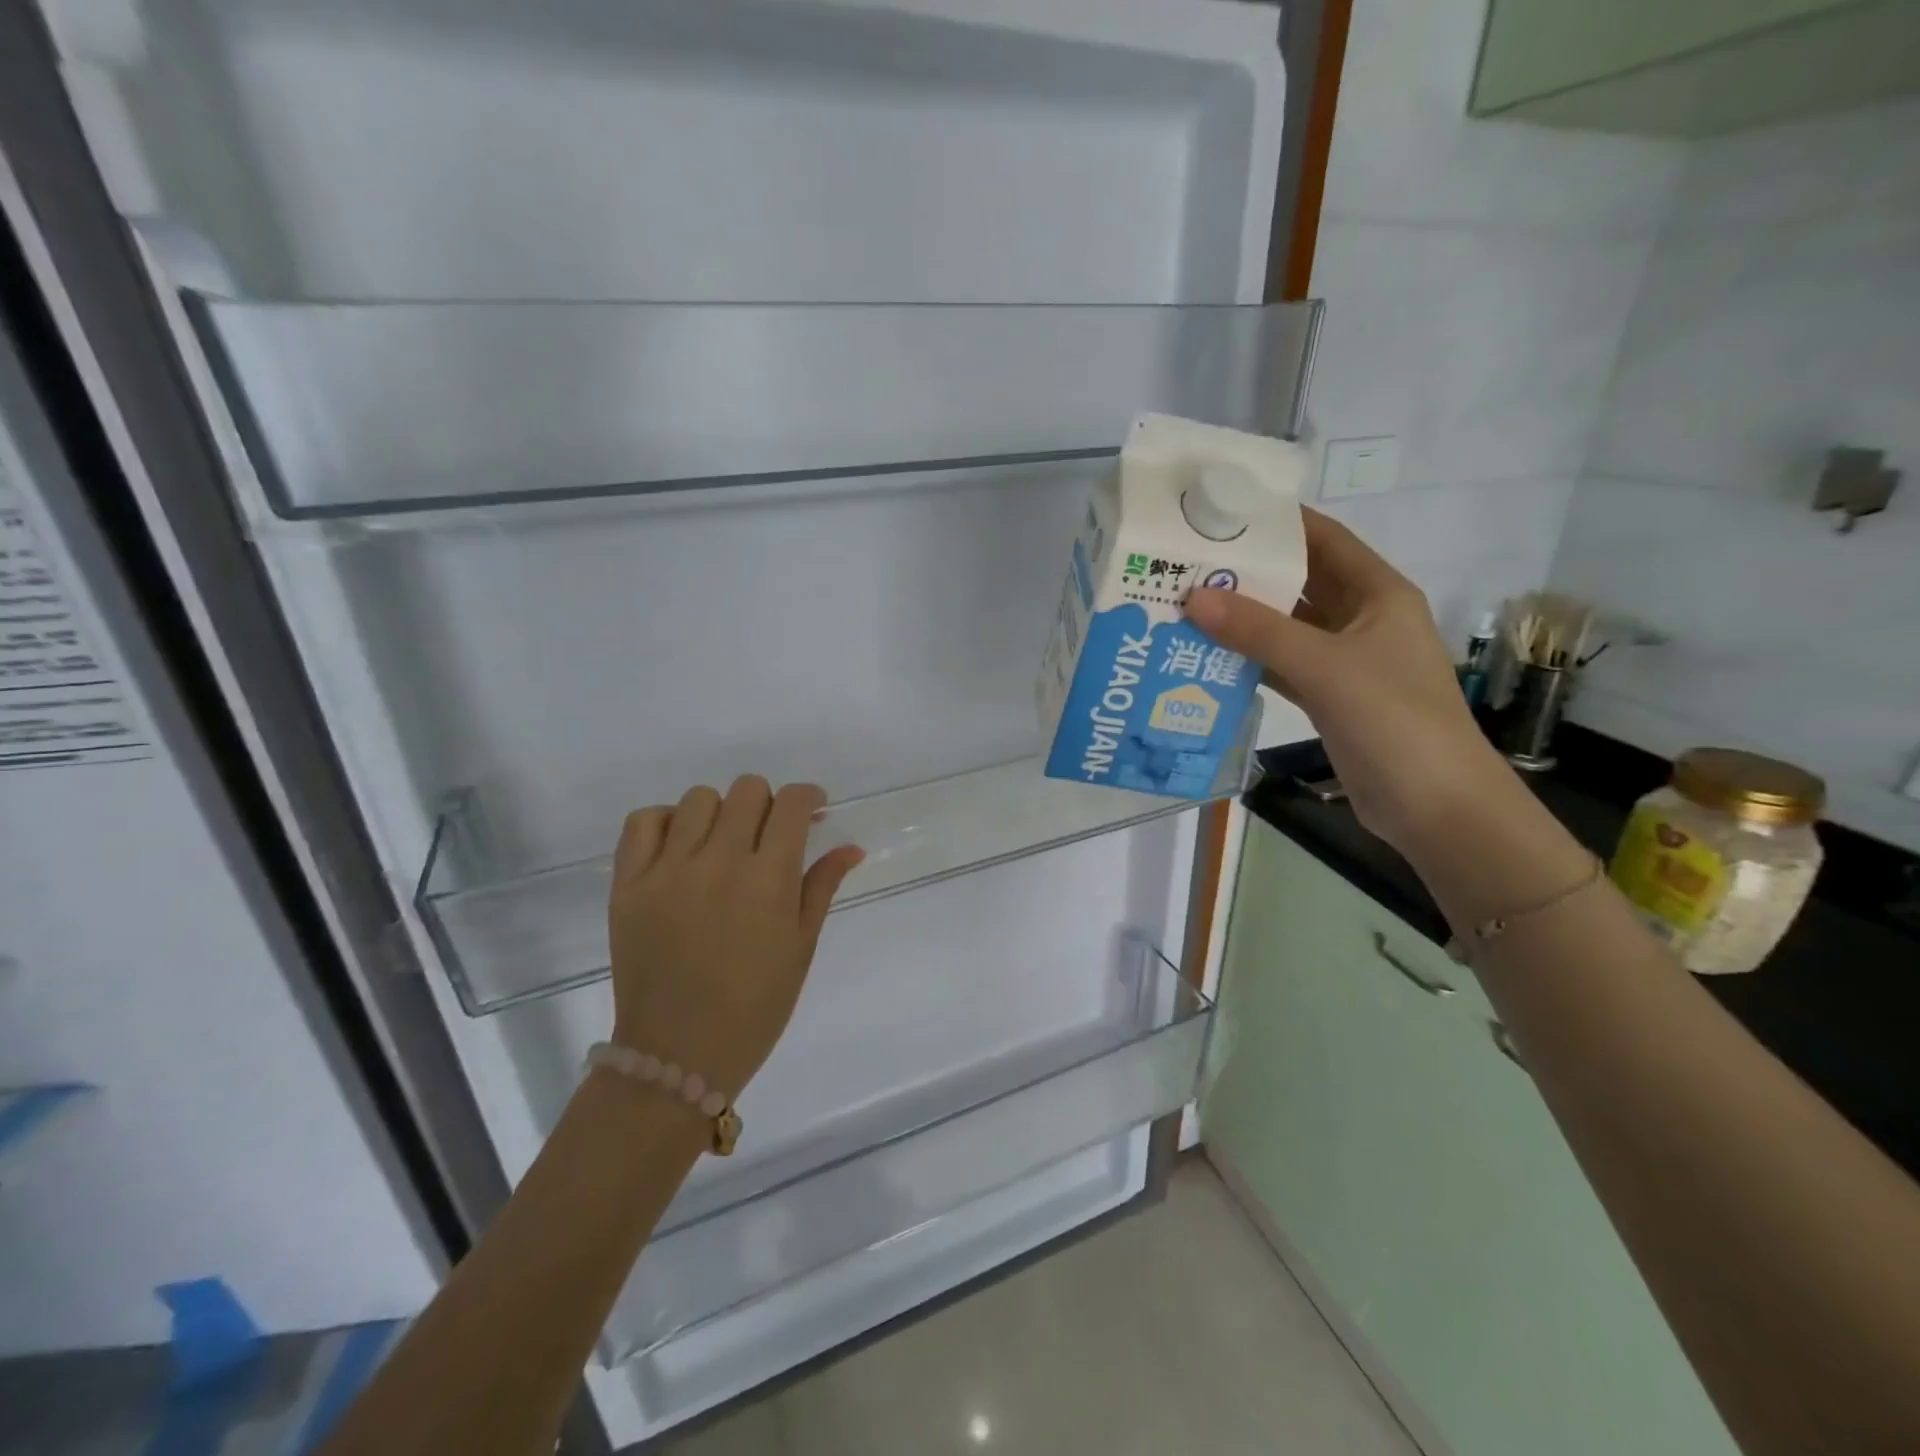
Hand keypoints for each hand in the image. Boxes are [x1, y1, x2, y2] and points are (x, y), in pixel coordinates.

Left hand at [608, 777, 864, 1098]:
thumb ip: (823, 886)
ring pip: (699, 798)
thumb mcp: (801, 945)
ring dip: (721, 812)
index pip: (793, 803)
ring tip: (722, 844)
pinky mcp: (629, 884)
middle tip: (769, 835)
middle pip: (748, 790)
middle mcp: (719, 862)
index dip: (809, 797)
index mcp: (769, 879)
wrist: (679, 1054)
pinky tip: (680, 847)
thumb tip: (851, 847)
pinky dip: (666, 822)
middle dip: (769, 804)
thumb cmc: (756, 1005)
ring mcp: (668, 870)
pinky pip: (643, 821)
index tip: (813, 811)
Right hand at [1186, 507, 1513, 859]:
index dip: (1278, 521)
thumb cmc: (1393, 721)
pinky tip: (1205, 657)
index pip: (1324, 539)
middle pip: (1299, 582)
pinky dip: (1248, 661)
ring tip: (1183, 606)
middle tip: (1186, 563)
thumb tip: (1193, 597)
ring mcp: (1344, 661)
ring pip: (1285, 627)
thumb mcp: (1326, 667)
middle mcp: (1361, 619)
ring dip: (1242, 620)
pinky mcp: (1328, 698)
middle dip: (1248, 573)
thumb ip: (1259, 632)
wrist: (1434, 805)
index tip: (1221, 512)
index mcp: (1377, 594)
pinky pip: (1281, 666)